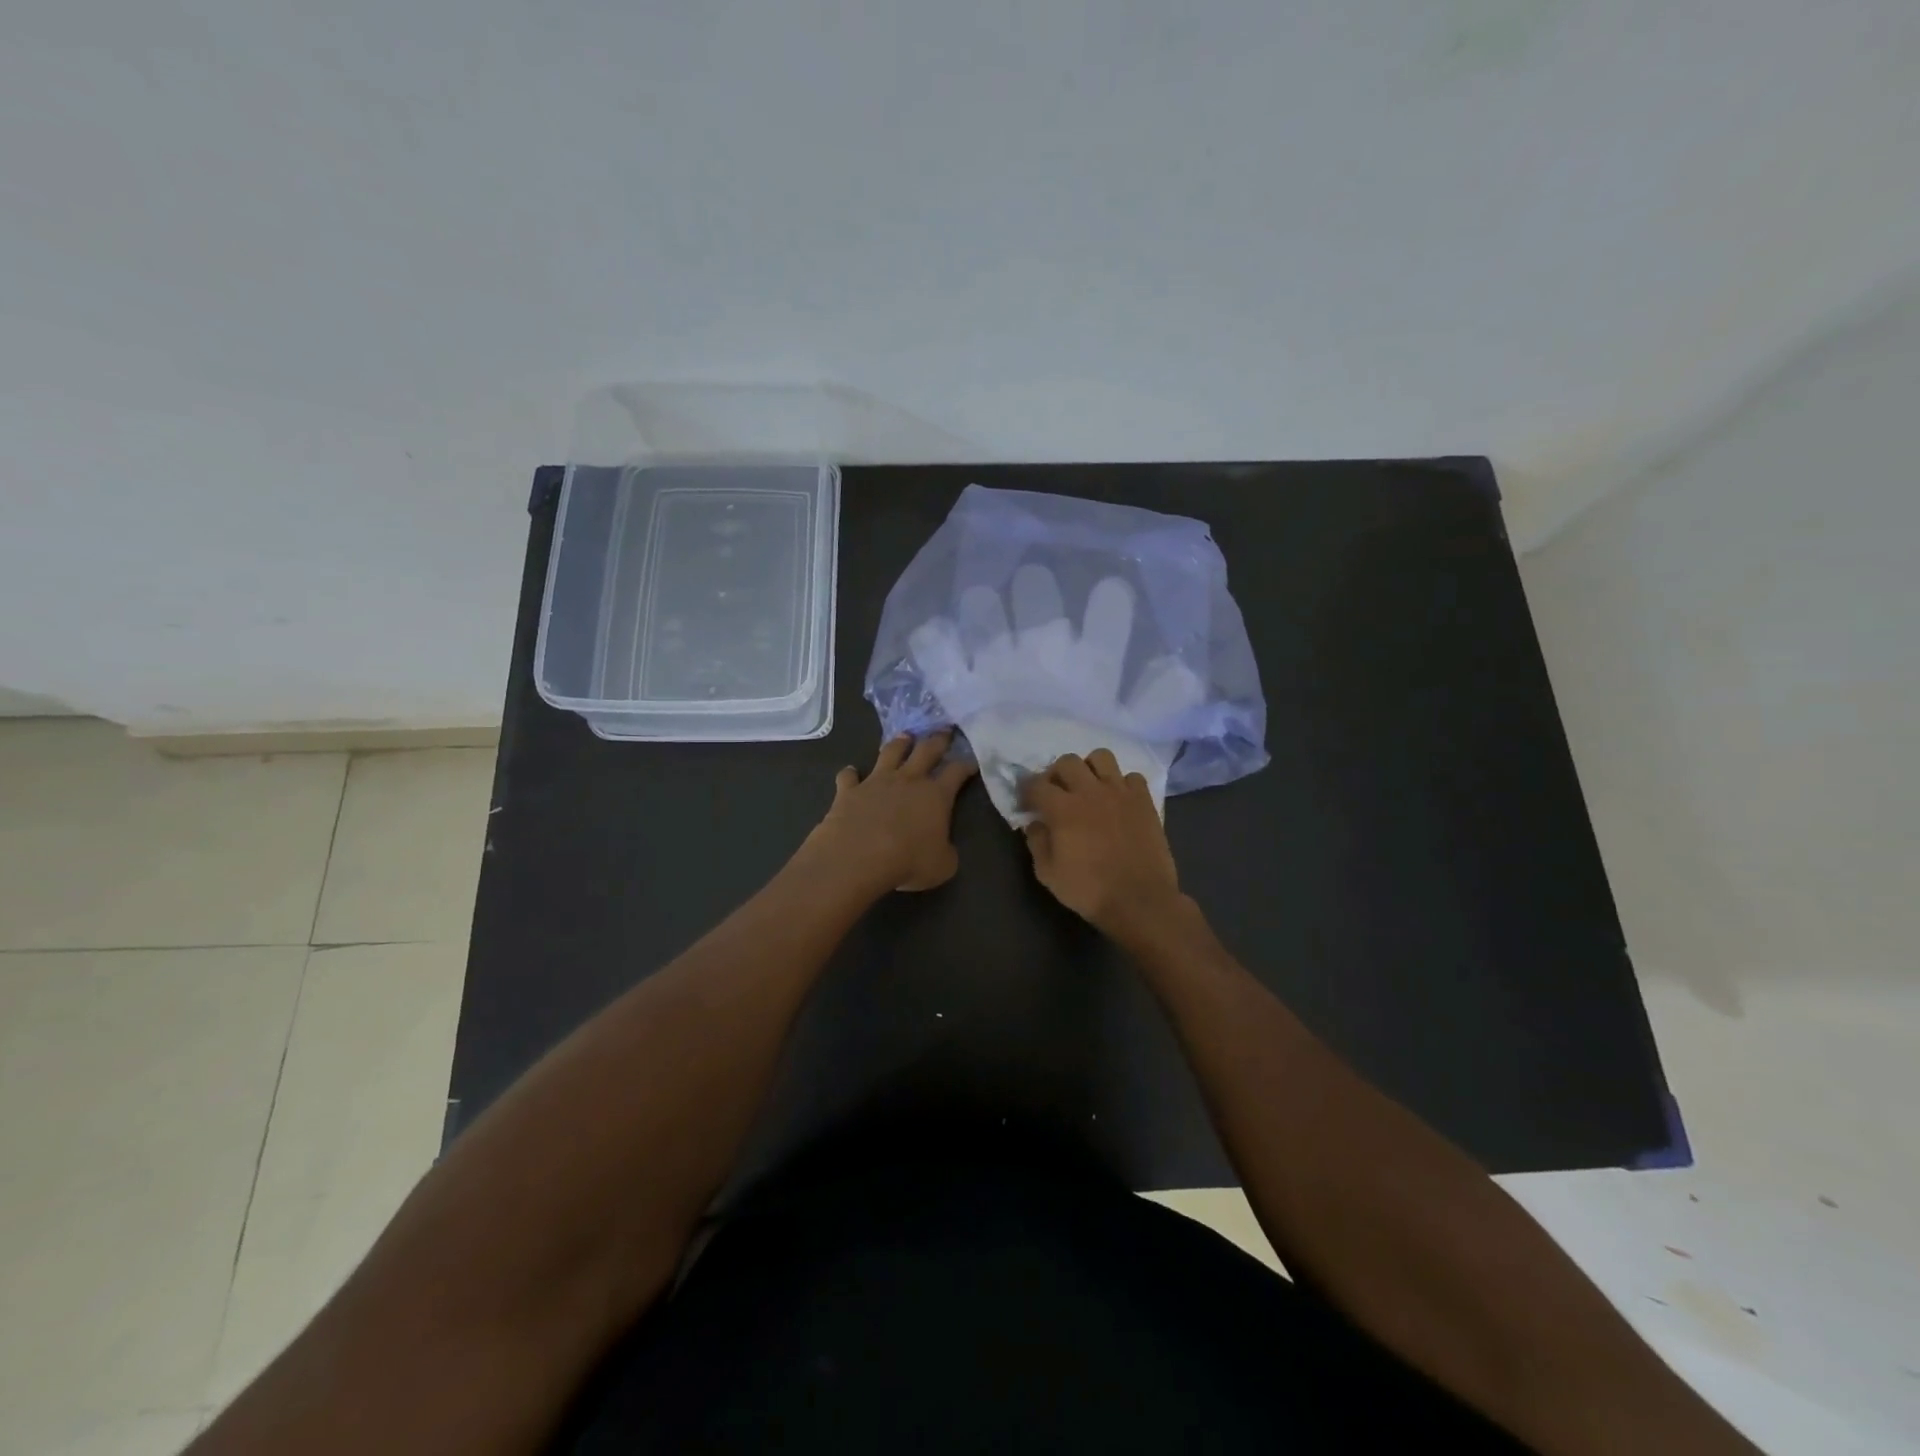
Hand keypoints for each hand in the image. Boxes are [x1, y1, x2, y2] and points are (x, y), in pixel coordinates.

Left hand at [804, 730, 977, 892]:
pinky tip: (850, 773)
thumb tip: (944, 848)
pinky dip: (850, 774)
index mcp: (936, 795)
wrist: (857, 856)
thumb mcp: (942, 866)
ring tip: (905, 737)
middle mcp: (908, 780)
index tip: (972, 761)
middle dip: (938, 740)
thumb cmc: (907, 861)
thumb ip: (946, 852)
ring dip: (899, 744)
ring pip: (890, 753)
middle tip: (944, 731)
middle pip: (926, 750)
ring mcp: (876, 781)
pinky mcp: (849, 790)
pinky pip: (848, 776)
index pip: (957, 772)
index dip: (967, 765)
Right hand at [1021, 748, 1182, 934]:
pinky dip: (1122, 784)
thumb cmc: (1089, 890)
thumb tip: (1035, 823)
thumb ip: (1037, 842)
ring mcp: (1120, 792)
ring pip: (1101, 757)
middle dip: (1056, 773)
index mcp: (1063, 809)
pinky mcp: (1143, 801)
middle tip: (1056, 792)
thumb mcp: (1048, 873)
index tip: (1026, 803)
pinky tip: (1118, 801)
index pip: (1036, 784)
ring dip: (1090, 768)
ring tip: (1089, 787)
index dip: (1026, 790)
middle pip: (1067, 761)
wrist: (1140, 901)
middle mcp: (1090, 791)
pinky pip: (1132, 777)